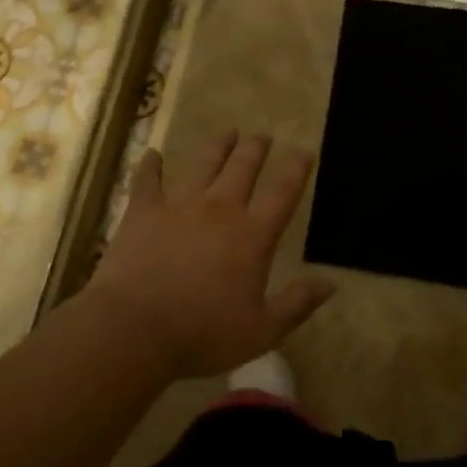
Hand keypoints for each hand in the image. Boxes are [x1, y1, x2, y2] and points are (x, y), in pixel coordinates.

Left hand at [82, 131, 332, 378]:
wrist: (134, 328)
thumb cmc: (202, 333)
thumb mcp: (262, 330)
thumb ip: (298, 304)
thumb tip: (331, 284)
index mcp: (253, 234)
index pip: (283, 191)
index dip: (296, 168)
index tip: (304, 151)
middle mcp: (221, 208)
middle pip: (244, 167)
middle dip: (256, 149)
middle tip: (263, 136)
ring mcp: (180, 205)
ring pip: (204, 163)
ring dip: (218, 146)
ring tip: (228, 133)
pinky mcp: (145, 211)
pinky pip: (148, 180)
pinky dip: (151, 166)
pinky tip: (153, 154)